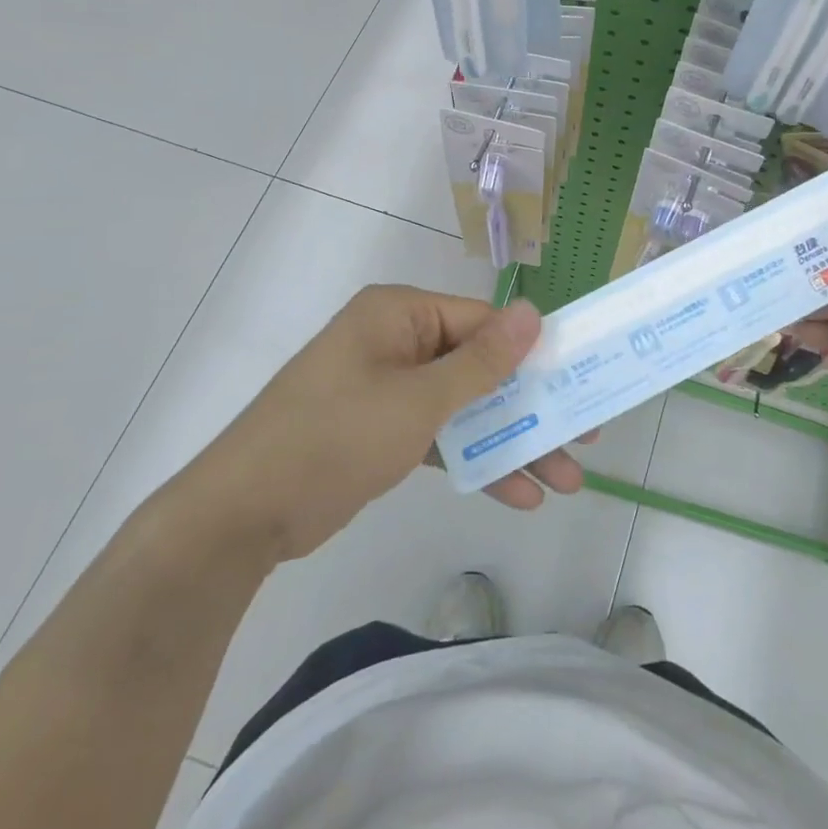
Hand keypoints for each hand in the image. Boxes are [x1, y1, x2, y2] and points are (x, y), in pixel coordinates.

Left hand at [183, 286, 585, 564]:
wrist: (242, 515)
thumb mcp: (419, 400)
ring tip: (564, 480)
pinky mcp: (382, 429)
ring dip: (510, 441)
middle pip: (480, 367)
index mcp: (401, 314)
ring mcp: (389, 387)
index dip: (533, 351)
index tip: (579, 379)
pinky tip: (516, 493)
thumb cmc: (335, 437)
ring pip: (465, 406)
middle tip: (584, 436)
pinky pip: (441, 434)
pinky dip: (474, 459)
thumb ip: (482, 361)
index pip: (483, 322)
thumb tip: (535, 313)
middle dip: (530, 406)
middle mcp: (398, 341)